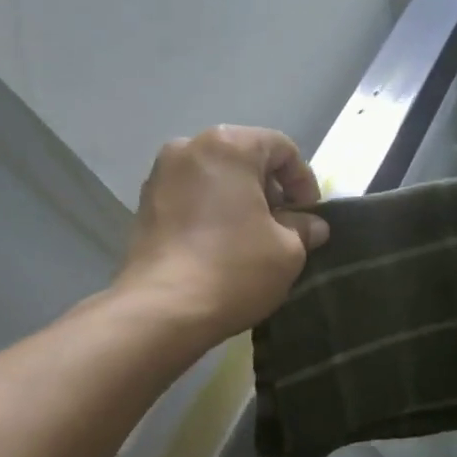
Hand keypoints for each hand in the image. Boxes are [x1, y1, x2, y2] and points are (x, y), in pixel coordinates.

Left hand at [117, 126, 329, 341]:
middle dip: (270, 190)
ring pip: (215, 178)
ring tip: (252, 240)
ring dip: (239, 202)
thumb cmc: (234, 269)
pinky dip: (211, 213)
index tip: (309, 218)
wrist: (162, 310)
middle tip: (284, 228)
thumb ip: (304, 228)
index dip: (304, 182)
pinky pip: (191, 198)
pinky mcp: (144, 205)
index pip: (281, 148)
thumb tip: (311, 225)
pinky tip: (221, 247)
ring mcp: (160, 176)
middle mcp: (188, 148)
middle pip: (244, 158)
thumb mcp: (288, 251)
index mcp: (228, 146)